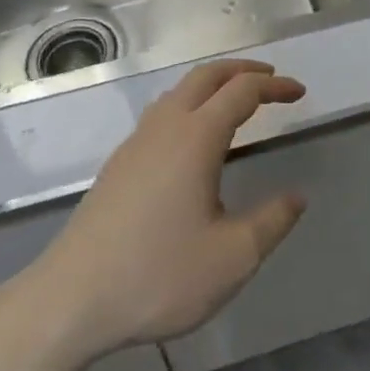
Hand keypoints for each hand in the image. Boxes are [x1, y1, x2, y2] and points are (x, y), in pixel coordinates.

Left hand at [0, 60, 307, 364]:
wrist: (70, 301)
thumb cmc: (157, 276)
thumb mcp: (232, 258)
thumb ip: (272, 222)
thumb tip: (297, 197)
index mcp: (196, 137)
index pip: (243, 91)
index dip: (275, 86)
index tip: (300, 92)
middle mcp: (166, 126)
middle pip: (207, 75)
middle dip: (243, 70)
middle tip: (272, 79)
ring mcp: (137, 142)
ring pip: (180, 91)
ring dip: (214, 84)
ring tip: (237, 101)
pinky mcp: (119, 164)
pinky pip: (163, 112)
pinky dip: (191, 104)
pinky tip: (193, 138)